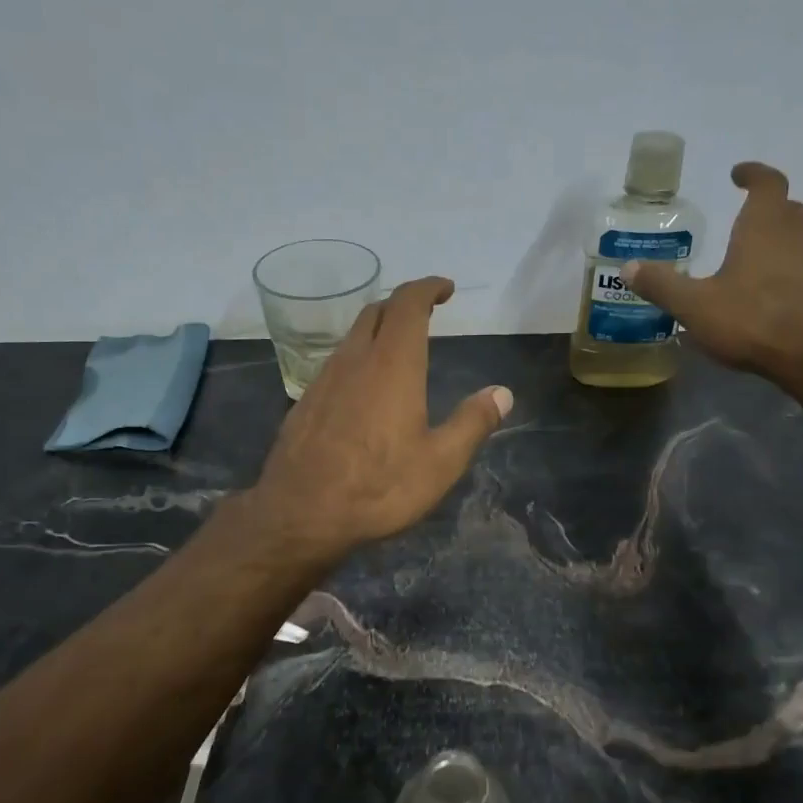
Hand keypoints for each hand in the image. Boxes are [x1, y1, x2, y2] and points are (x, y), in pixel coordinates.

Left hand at [250, 276, 512, 563]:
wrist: (300, 514)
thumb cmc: (378, 488)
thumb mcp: (440, 462)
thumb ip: (473, 423)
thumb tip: (503, 393)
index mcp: (392, 365)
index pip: (408, 303)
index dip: (428, 288)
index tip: (445, 290)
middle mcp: (355, 360)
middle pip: (376, 311)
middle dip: (403, 304)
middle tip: (426, 315)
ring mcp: (324, 380)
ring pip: (352, 337)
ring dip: (378, 331)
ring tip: (399, 350)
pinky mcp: (306, 402)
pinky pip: (336, 364)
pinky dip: (358, 359)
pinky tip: (365, 390)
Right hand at [622, 161, 802, 379]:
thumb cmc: (751, 320)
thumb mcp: (694, 305)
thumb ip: (662, 285)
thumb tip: (628, 267)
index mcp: (762, 230)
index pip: (768, 185)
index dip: (754, 174)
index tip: (737, 174)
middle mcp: (790, 242)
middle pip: (788, 210)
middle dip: (768, 205)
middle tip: (744, 211)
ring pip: (794, 241)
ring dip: (773, 240)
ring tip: (742, 254)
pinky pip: (794, 271)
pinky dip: (776, 271)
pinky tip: (753, 293)